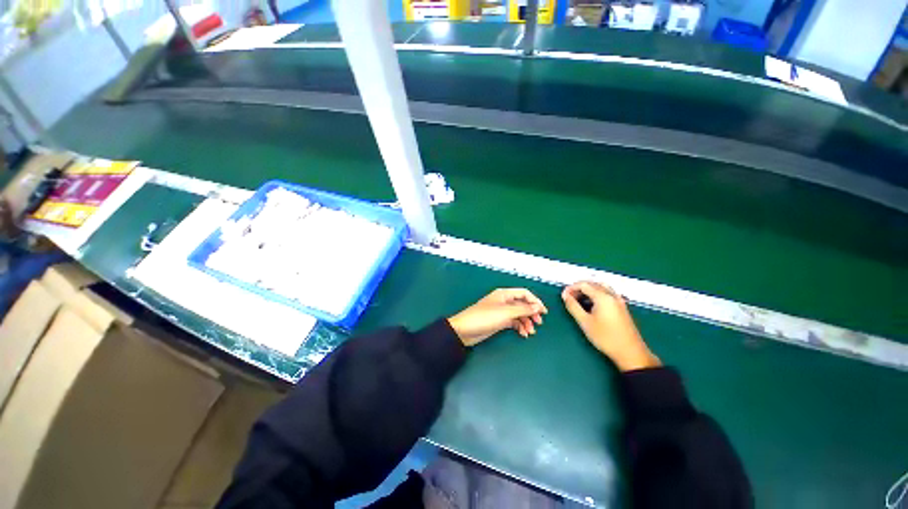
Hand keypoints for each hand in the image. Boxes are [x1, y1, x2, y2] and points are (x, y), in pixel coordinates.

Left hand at [448, 288, 547, 345]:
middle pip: (522, 304)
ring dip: (526, 322)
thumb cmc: (485, 317)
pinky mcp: (499, 321)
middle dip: (531, 313)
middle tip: (539, 323)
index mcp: (505, 294)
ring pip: (518, 314)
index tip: (544, 312)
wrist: (466, 330)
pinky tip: (523, 334)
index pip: (524, 293)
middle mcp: (504, 301)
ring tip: (531, 332)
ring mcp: (501, 311)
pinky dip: (519, 327)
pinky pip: (513, 322)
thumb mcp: (506, 313)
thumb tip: (538, 307)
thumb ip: (523, 309)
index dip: (535, 301)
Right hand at [562, 281, 660, 371]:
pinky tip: (592, 304)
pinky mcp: (622, 307)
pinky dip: (597, 293)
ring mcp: (619, 301)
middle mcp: (612, 295)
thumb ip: (573, 306)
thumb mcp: (585, 322)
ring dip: (588, 289)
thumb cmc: (606, 338)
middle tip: (569, 297)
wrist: (630, 353)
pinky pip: (607, 293)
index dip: (571, 288)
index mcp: (603, 297)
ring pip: (601, 287)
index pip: (584, 284)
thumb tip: (565, 295)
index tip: (563, 295)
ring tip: (579, 299)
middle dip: (579, 287)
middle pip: (593, 283)